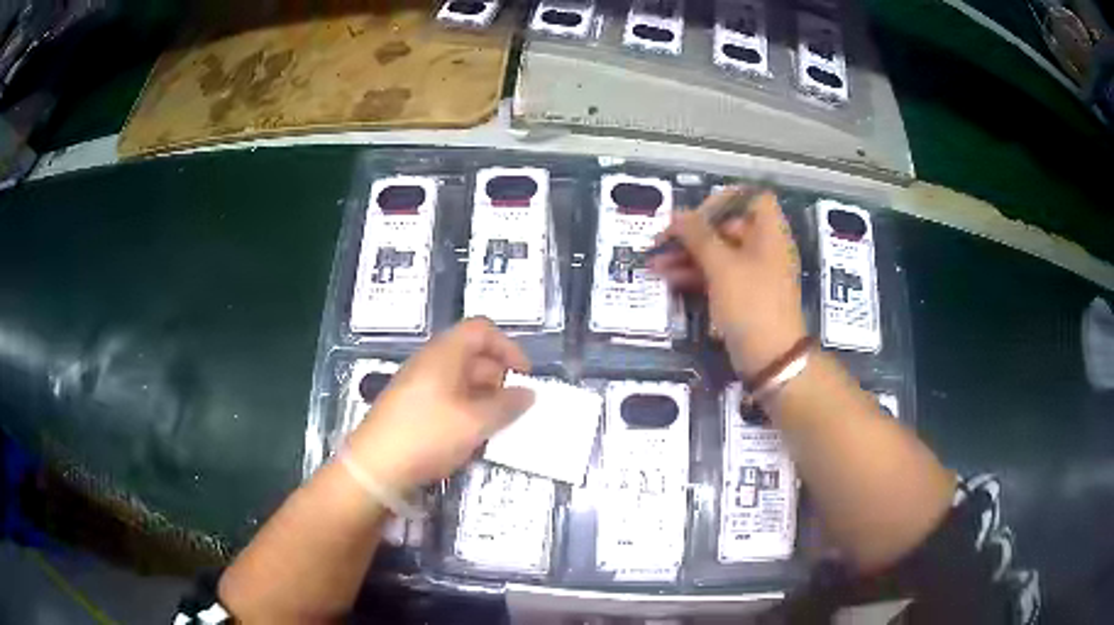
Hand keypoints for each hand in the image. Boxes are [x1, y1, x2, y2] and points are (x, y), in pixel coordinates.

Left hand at [345, 318, 534, 491]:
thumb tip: (527, 393)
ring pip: (460, 379)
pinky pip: (447, 397)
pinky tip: (471, 436)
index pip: (482, 330)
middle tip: (514, 406)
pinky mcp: (411, 407)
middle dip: (499, 377)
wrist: (375, 467)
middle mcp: (430, 362)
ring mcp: (417, 384)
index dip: (508, 347)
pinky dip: (466, 410)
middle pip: (472, 354)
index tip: (524, 375)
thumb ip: (506, 406)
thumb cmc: (427, 435)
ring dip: (484, 397)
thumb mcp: (475, 422)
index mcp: (444, 353)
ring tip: (497, 425)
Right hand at [648, 187, 805, 378]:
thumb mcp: (722, 266)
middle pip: (727, 227)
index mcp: (769, 233)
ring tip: (655, 264)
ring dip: (687, 255)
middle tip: (662, 242)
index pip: (751, 199)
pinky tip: (668, 279)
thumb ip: (698, 236)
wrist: (771, 359)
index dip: (724, 200)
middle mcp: (763, 249)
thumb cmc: (751, 304)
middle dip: (692, 233)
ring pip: (717, 254)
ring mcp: (753, 274)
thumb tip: (677, 215)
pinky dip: (695, 275)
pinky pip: (717, 276)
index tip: (696, 214)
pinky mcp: (742, 296)